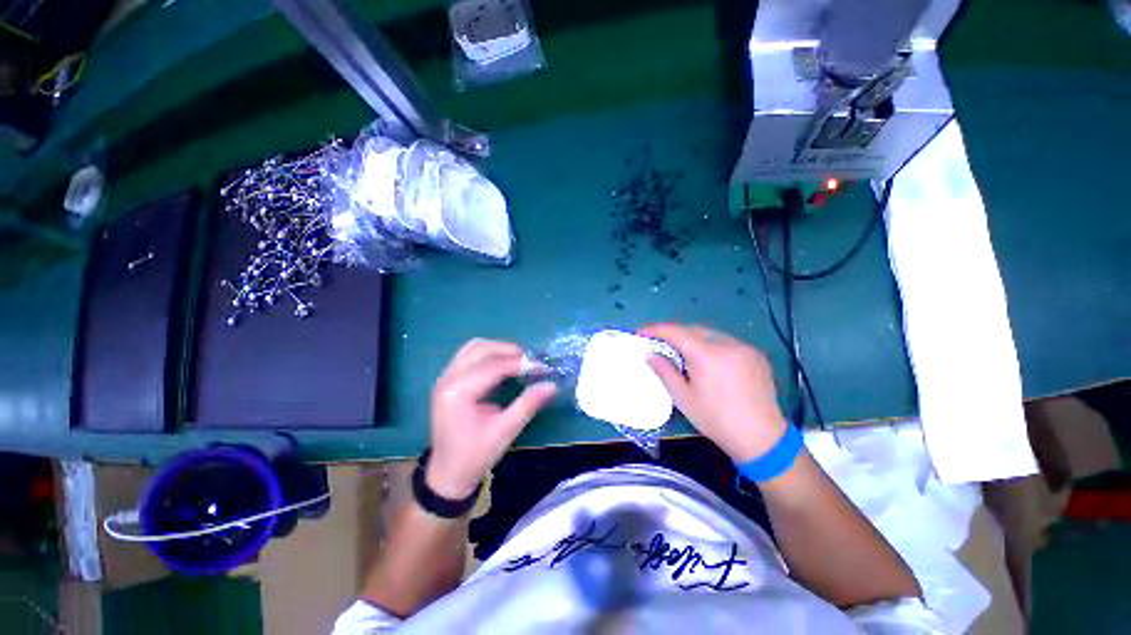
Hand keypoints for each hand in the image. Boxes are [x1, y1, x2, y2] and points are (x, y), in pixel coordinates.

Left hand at [427, 339, 557, 500]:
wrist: (447, 475)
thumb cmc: (475, 456)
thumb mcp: (505, 431)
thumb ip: (528, 404)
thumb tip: (551, 385)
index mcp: (458, 392)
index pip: (494, 366)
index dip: (521, 364)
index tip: (543, 368)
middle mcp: (448, 379)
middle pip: (481, 349)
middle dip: (509, 351)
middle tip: (531, 362)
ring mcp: (445, 378)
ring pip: (473, 348)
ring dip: (498, 349)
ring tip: (519, 360)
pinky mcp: (447, 381)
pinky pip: (468, 356)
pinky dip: (488, 355)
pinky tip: (502, 365)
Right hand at [640, 323, 786, 462]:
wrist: (761, 437)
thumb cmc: (716, 419)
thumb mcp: (683, 398)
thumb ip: (665, 371)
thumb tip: (651, 354)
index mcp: (706, 355)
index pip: (675, 332)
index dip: (656, 329)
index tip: (642, 332)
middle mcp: (726, 344)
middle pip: (693, 329)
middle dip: (675, 333)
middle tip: (661, 343)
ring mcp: (744, 347)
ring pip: (711, 334)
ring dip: (694, 338)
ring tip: (683, 352)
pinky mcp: (756, 355)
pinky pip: (727, 342)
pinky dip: (712, 345)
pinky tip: (710, 361)